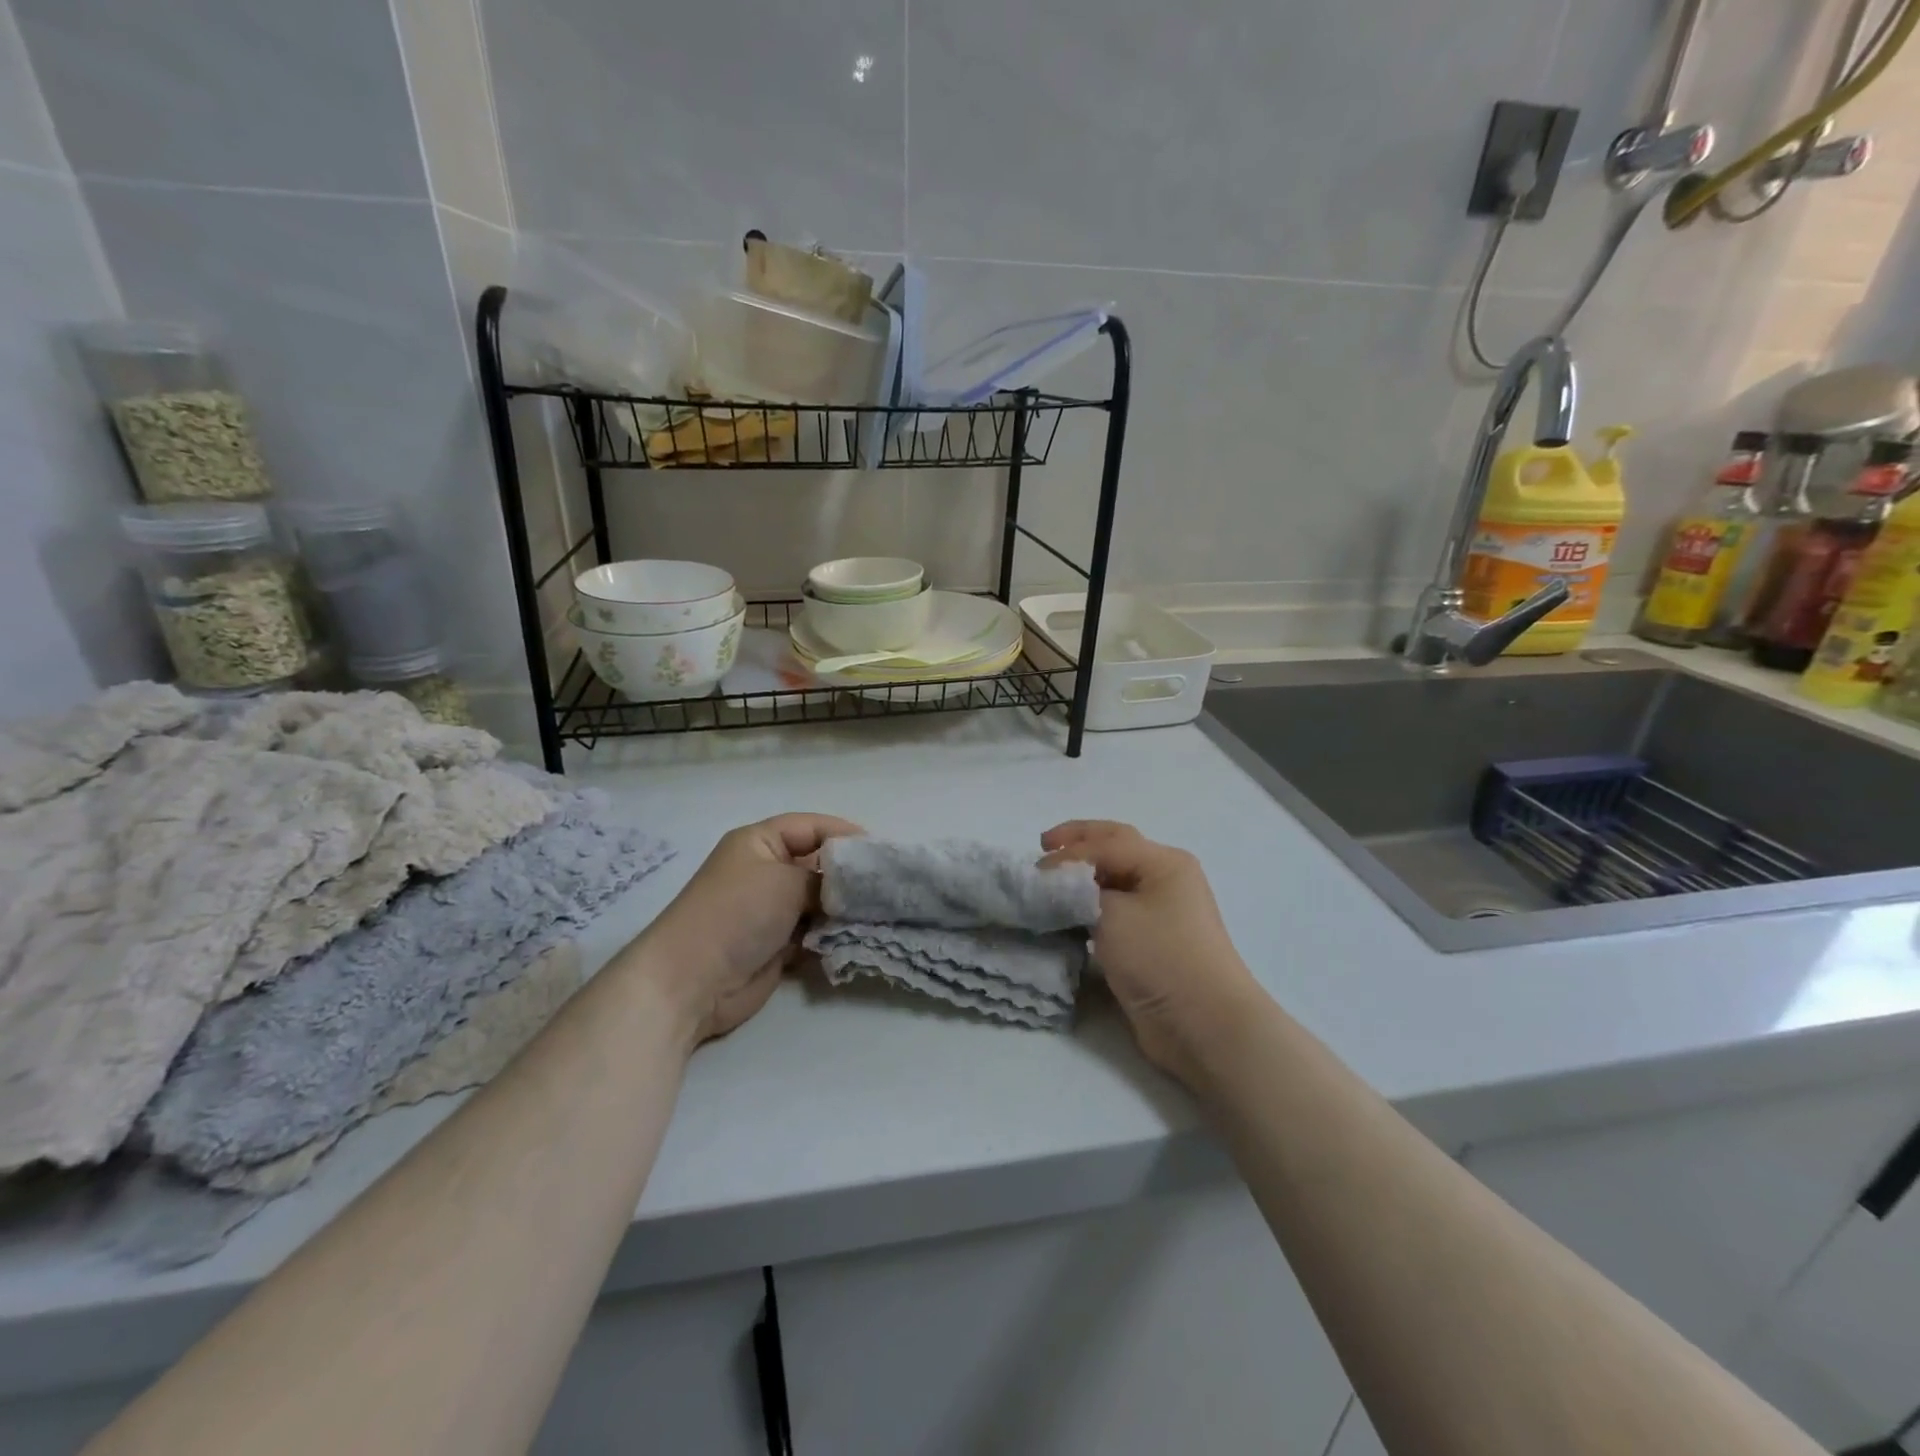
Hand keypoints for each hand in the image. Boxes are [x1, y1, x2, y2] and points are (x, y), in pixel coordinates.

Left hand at [629, 813, 862, 1046]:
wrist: (691, 982)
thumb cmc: (737, 913)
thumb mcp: (786, 881)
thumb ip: (827, 878)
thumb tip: (854, 885)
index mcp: (760, 842)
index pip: (811, 827)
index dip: (845, 834)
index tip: (881, 852)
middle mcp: (766, 870)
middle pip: (819, 864)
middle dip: (850, 875)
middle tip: (889, 885)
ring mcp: (771, 909)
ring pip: (820, 901)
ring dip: (845, 908)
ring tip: (883, 911)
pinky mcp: (777, 945)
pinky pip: (815, 931)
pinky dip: (834, 934)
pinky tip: (861, 936)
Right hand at [1041, 820, 1260, 1083]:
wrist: (1203, 1025)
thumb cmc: (1160, 957)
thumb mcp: (1113, 915)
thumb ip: (1080, 892)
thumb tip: (1060, 886)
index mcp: (1163, 862)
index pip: (1106, 842)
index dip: (1068, 852)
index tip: (1035, 871)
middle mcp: (1164, 879)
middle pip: (1114, 849)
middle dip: (1078, 844)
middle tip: (1043, 847)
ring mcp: (1160, 911)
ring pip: (1113, 880)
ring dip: (1083, 877)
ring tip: (1051, 883)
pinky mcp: (1150, 942)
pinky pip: (1114, 911)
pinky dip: (1089, 906)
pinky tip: (1068, 914)